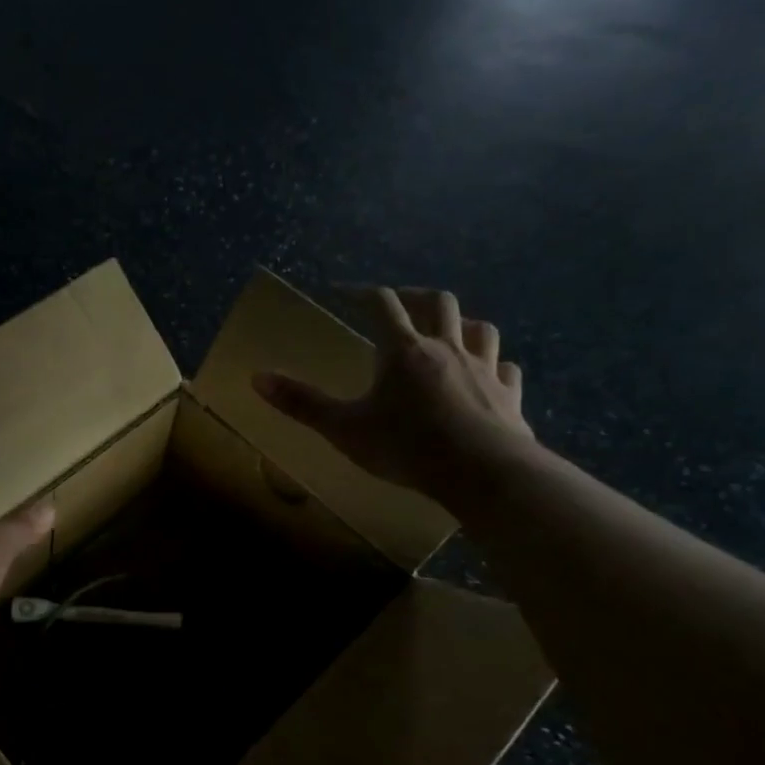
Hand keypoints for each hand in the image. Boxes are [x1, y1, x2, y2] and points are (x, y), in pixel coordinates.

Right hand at [252, 286, 536, 505]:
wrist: (482, 472)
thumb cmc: (406, 447)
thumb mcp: (343, 428)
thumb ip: (302, 403)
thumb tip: (256, 378)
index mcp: (403, 350)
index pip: (382, 304)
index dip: (362, 293)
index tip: (345, 292)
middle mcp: (446, 348)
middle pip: (438, 302)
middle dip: (416, 297)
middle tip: (399, 304)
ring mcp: (484, 369)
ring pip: (480, 329)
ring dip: (463, 323)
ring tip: (448, 331)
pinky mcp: (509, 396)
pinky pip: (507, 370)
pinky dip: (496, 365)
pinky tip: (491, 374)